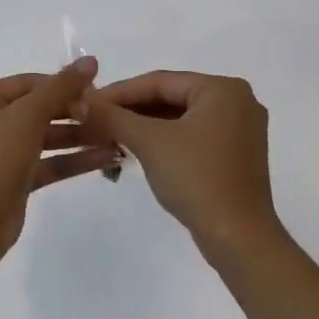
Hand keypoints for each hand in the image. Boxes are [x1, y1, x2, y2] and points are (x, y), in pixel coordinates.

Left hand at [0, 57, 118, 268]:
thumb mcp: (27, 116)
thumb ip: (61, 87)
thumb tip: (90, 60)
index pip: (29, 83)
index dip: (63, 85)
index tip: (97, 92)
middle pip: (38, 109)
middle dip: (74, 112)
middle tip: (108, 117)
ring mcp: (0, 153)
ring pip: (45, 138)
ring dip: (79, 137)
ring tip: (115, 137)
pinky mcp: (14, 181)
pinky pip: (47, 163)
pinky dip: (73, 160)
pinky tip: (105, 158)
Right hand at [78, 71, 283, 260]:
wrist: (238, 238)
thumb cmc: (196, 178)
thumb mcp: (149, 142)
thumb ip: (113, 116)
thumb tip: (79, 100)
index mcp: (223, 89)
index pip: (160, 81)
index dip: (119, 91)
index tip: (88, 102)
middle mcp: (237, 102)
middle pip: (171, 97)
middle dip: (131, 110)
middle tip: (95, 119)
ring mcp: (239, 130)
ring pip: (180, 118)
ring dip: (144, 126)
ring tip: (109, 135)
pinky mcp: (235, 156)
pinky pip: (192, 136)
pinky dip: (164, 140)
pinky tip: (136, 150)